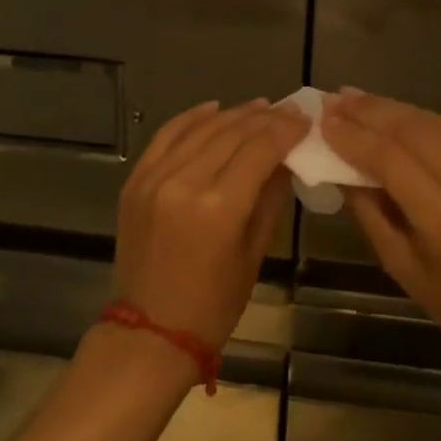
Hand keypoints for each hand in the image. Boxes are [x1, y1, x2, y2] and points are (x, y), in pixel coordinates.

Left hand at [113, 98, 309, 351]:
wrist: (149, 333)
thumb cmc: (214, 304)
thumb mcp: (255, 252)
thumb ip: (272, 197)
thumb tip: (288, 156)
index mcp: (220, 207)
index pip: (261, 148)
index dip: (286, 129)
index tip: (304, 117)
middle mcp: (186, 182)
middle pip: (232, 133)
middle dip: (264, 118)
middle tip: (287, 109)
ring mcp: (155, 178)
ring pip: (202, 129)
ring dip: (233, 114)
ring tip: (258, 107)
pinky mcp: (136, 180)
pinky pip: (166, 136)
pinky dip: (192, 118)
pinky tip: (214, 108)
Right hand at [322, 91, 440, 372]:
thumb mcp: (398, 264)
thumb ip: (368, 209)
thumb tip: (338, 164)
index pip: (391, 160)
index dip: (354, 136)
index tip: (323, 119)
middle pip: (412, 132)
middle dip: (368, 112)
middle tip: (332, 99)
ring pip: (431, 123)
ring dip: (389, 107)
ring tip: (353, 97)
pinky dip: (415, 118)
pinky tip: (390, 111)